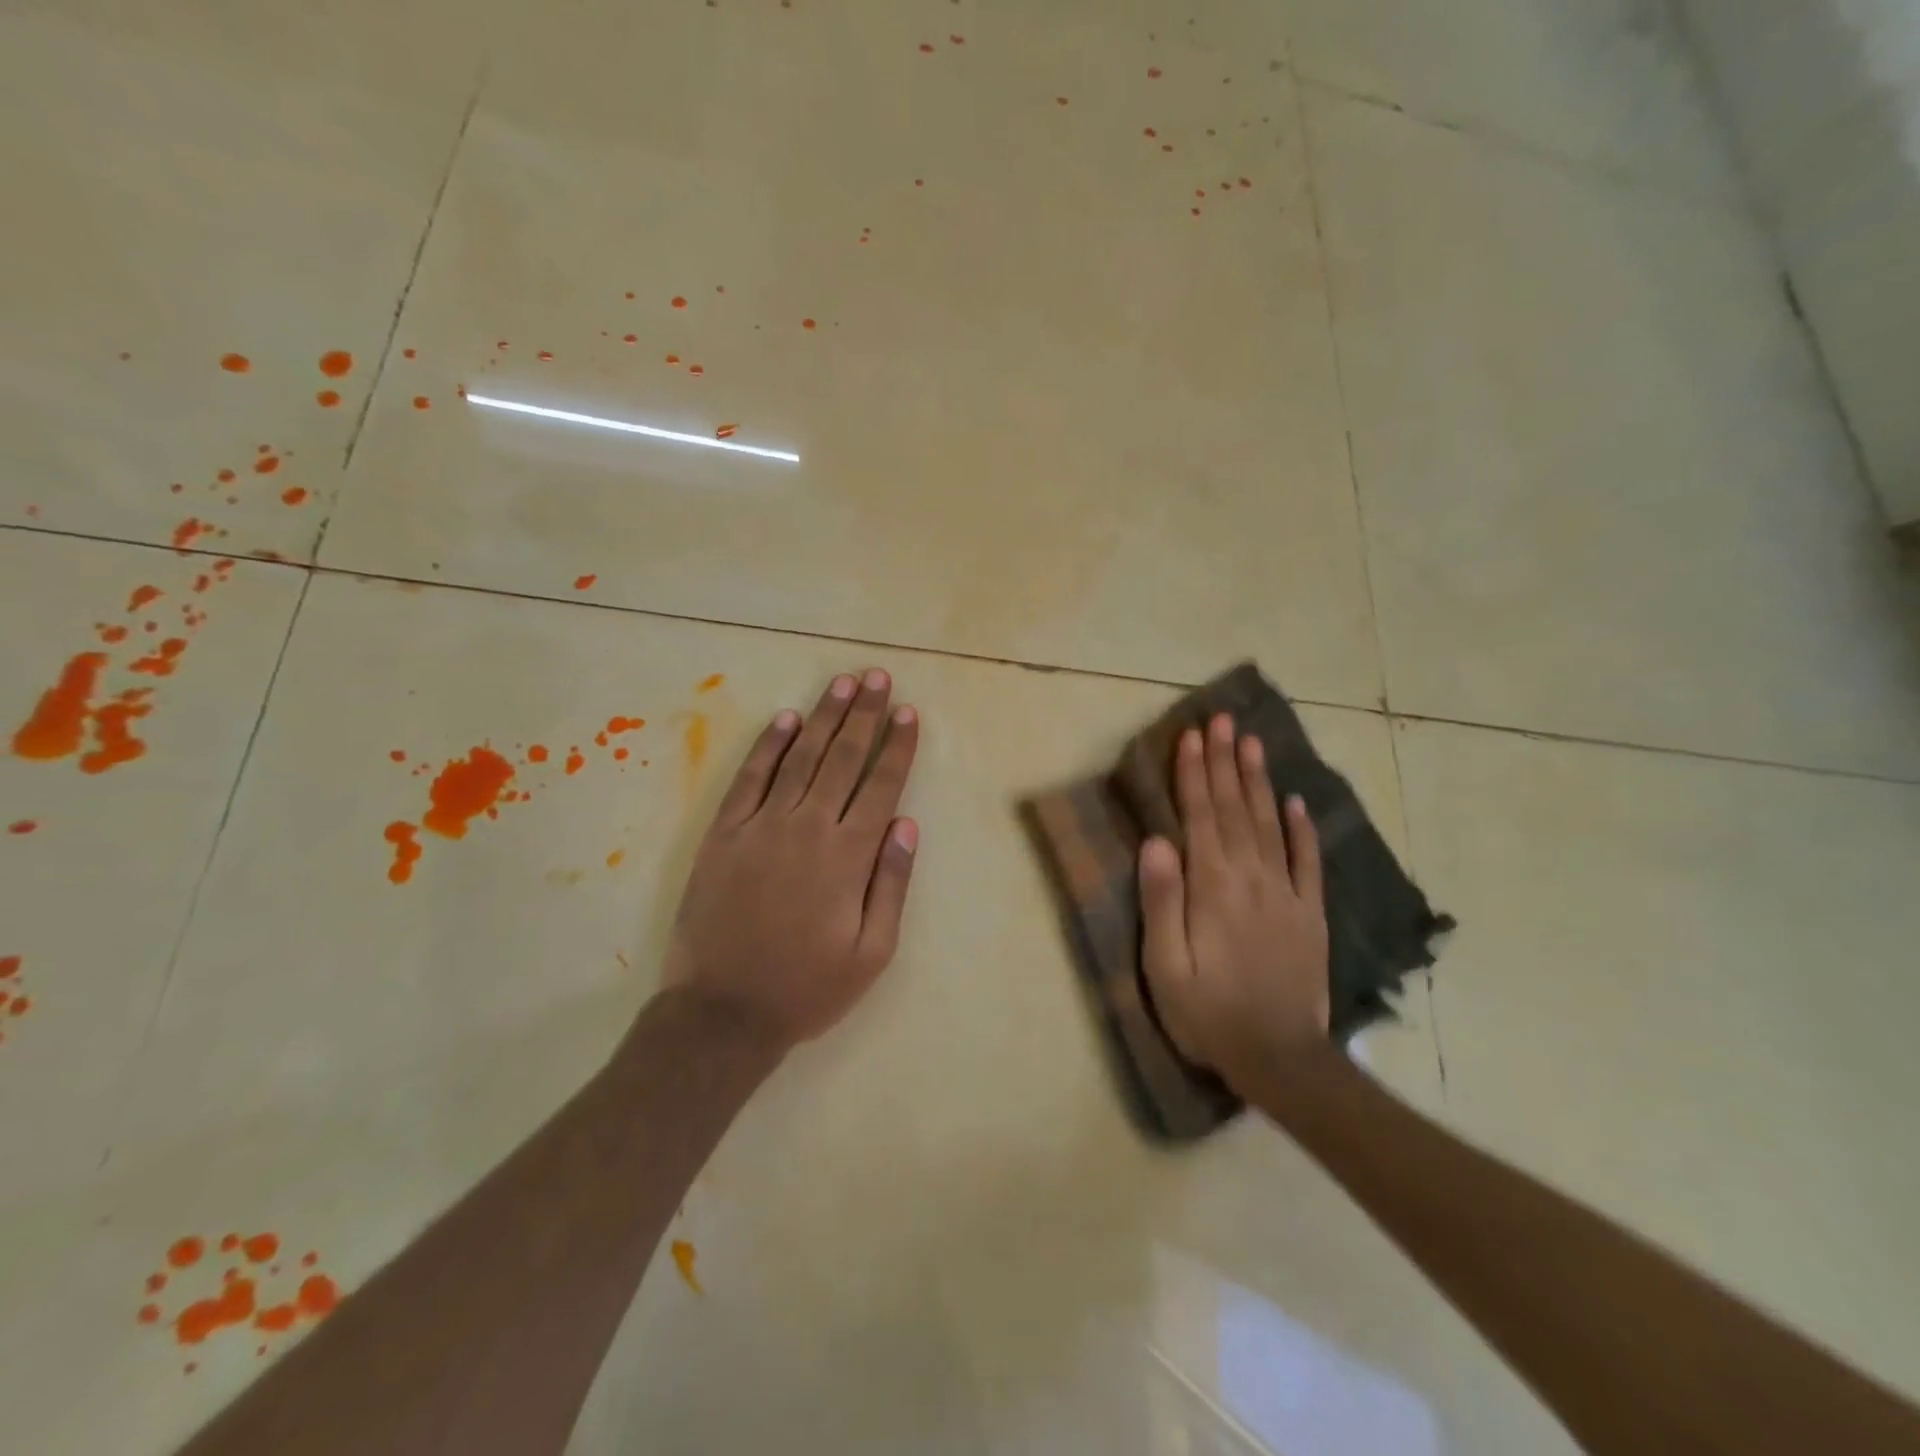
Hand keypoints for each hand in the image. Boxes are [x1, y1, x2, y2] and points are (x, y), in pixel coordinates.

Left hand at [661, 669, 919, 1051]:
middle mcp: (808, 828)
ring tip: (843, 684)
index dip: (897, 746)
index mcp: (848, 857)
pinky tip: (786, 719)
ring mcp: (761, 826)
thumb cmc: (807, 988)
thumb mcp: (872, 953)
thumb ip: (891, 884)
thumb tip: (907, 824)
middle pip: (842, 759)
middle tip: (879, 678)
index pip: (881, 786)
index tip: (909, 713)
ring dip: (824, 717)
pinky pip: (749, 779)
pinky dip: (768, 746)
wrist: (722, 1013)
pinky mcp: (724, 834)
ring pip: (800, 757)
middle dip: (865, 715)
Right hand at [1137, 712, 1329, 1085]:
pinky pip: (1306, 861)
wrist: (1280, 1059)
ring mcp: (1286, 894)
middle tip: (1222, 719)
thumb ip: (1162, 901)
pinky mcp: (1310, 914)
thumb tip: (1157, 842)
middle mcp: (1251, 878)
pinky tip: (1296, 802)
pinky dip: (1301, 828)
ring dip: (1258, 780)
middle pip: (1235, 808)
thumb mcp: (1165, 966)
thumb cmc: (1208, 1013)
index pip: (1201, 817)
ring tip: (1252, 741)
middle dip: (1225, 761)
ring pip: (1270, 823)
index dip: (1194, 774)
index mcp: (1213, 887)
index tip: (1191, 735)